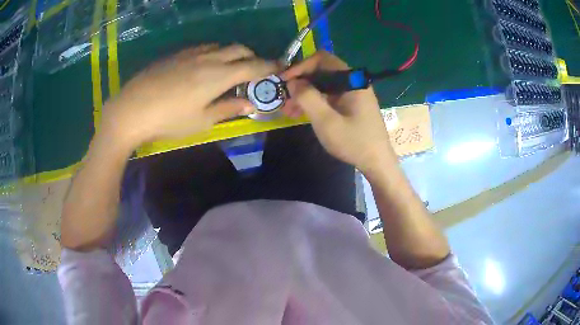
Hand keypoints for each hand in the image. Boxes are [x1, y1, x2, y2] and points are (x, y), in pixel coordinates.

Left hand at [100, 45, 275, 148]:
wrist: (131, 109)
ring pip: (221, 46)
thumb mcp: (201, 121)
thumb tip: (250, 104)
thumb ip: (228, 109)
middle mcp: (209, 58)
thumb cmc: (168, 120)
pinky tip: (204, 67)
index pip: (253, 66)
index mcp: (219, 75)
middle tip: (253, 72)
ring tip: (229, 70)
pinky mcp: (176, 54)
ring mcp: (191, 53)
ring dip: (232, 54)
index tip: (280, 68)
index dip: (270, 66)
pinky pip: (203, 48)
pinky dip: (214, 53)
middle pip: (240, 49)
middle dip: (252, 57)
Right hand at [281, 51, 395, 173]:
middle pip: (322, 71)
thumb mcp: (326, 121)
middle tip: (284, 99)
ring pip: (323, 84)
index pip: (323, 59)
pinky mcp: (351, 104)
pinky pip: (329, 95)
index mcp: (352, 80)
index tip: (285, 81)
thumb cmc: (354, 142)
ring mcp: (352, 93)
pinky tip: (300, 114)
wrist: (377, 163)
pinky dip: (314, 101)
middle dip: (300, 82)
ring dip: (305, 94)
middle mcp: (353, 82)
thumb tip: (293, 81)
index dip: (301, 66)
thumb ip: (308, 98)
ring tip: (288, 111)